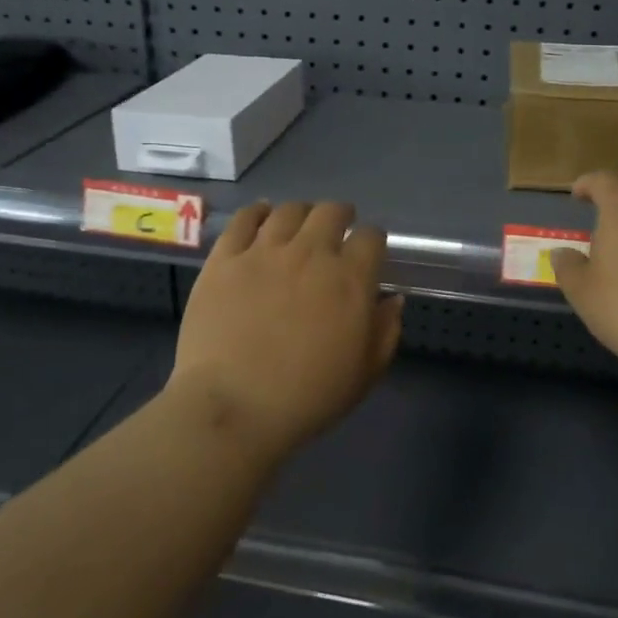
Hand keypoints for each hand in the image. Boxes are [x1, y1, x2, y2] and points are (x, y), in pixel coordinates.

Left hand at [167, 201, 403, 461]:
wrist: (232, 407)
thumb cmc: (306, 398)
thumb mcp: (364, 374)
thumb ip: (385, 331)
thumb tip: (392, 299)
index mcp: (350, 280)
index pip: (371, 237)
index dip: (373, 240)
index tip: (368, 251)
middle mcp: (310, 253)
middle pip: (331, 212)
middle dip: (341, 216)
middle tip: (337, 229)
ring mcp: (264, 252)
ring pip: (290, 210)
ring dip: (302, 213)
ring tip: (300, 224)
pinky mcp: (225, 258)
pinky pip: (245, 219)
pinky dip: (258, 212)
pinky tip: (262, 216)